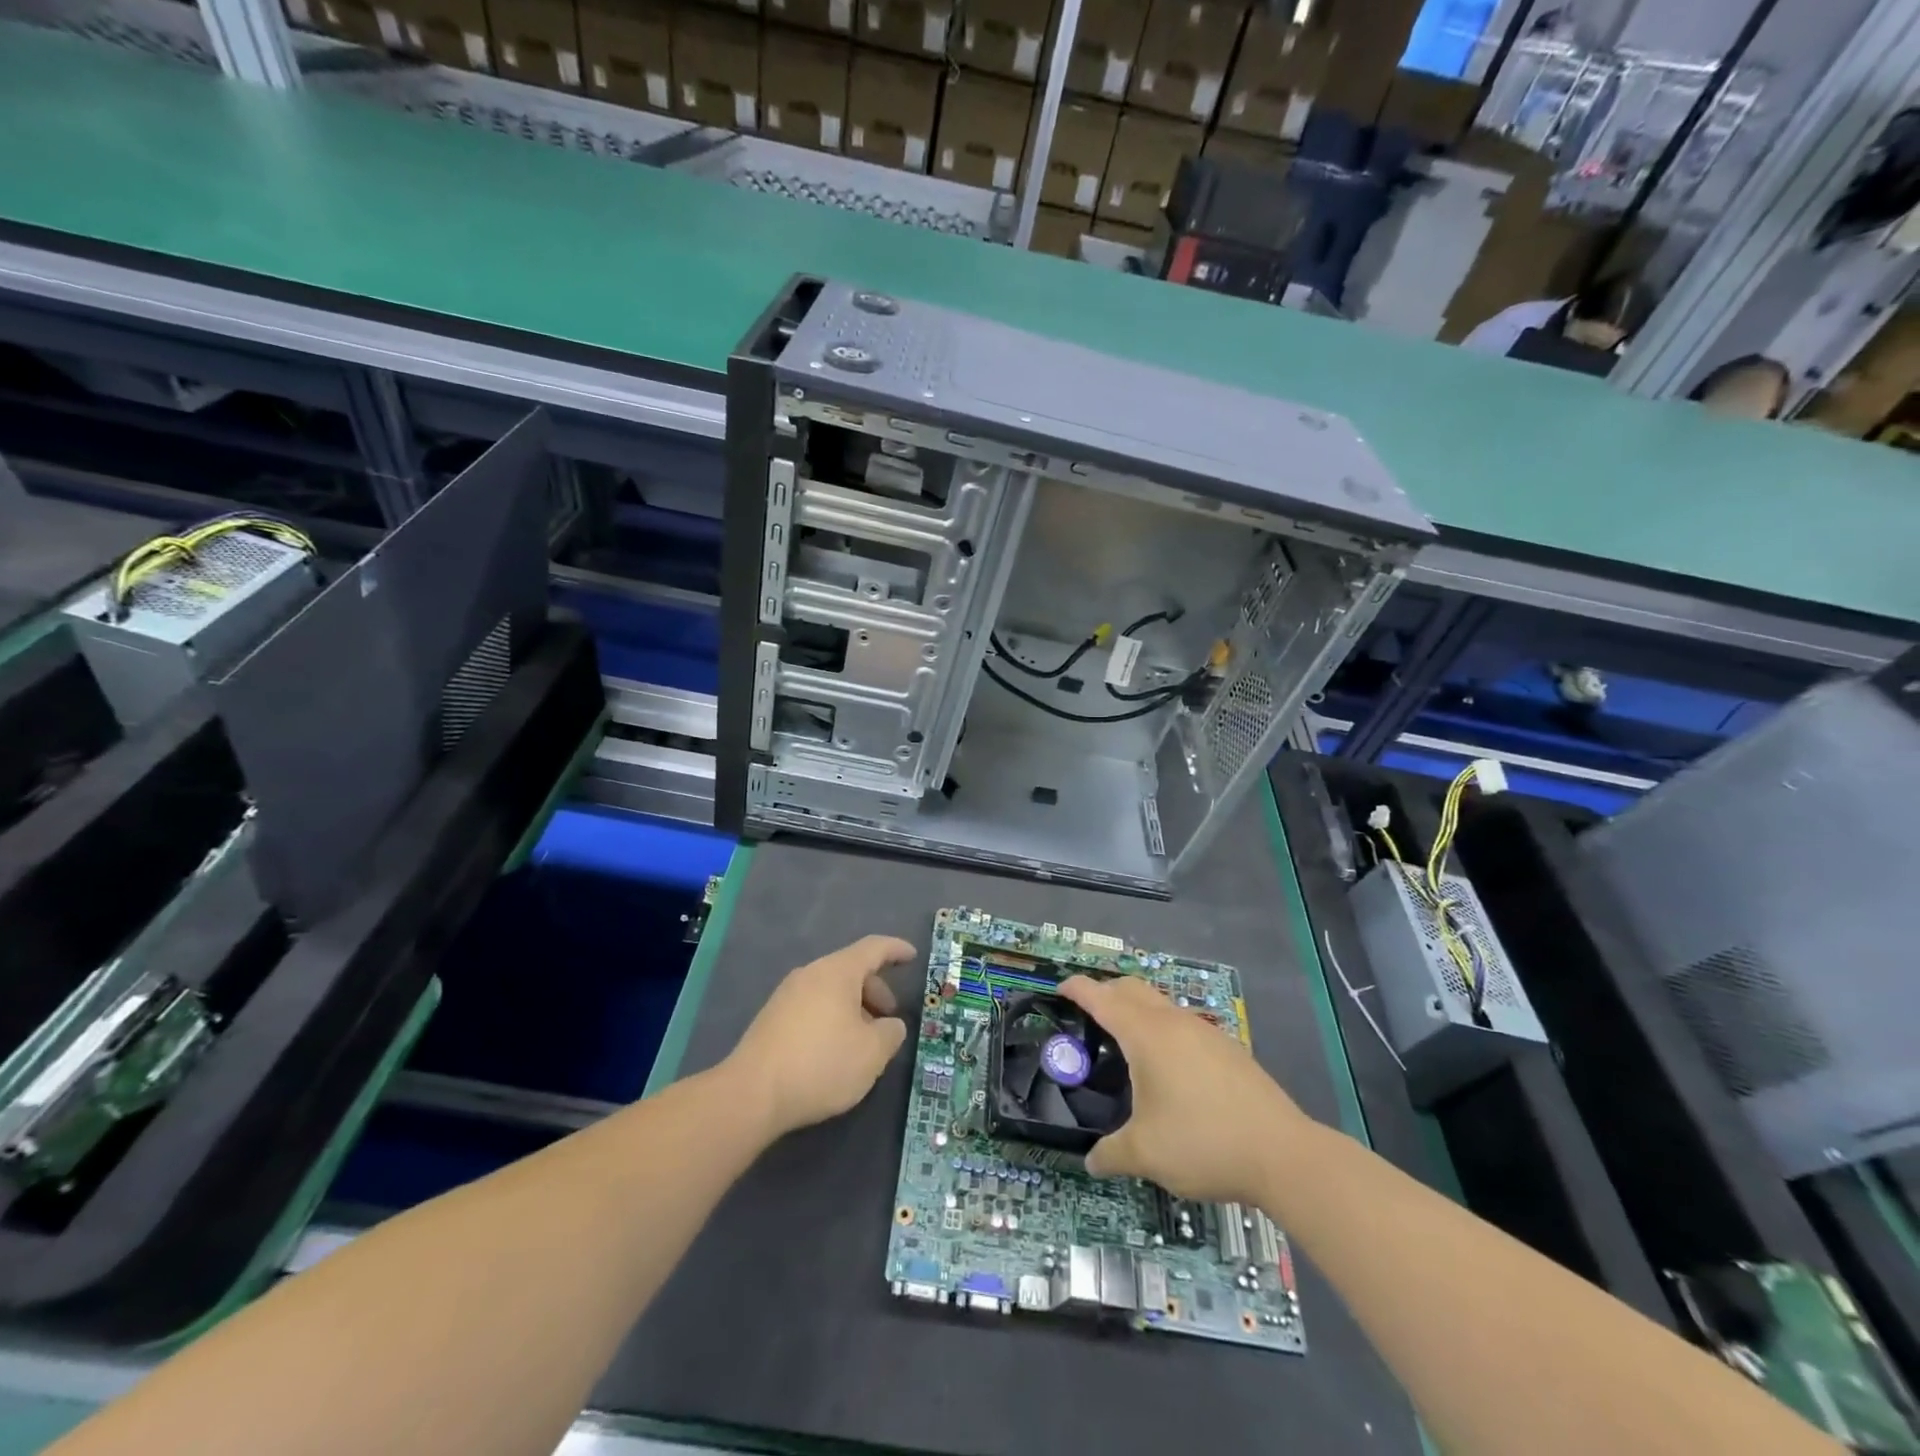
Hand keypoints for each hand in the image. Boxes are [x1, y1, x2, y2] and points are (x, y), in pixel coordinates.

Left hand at [723, 935, 915, 1139]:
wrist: (751, 1094)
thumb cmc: (821, 1064)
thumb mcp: (872, 1053)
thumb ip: (891, 1033)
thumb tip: (890, 1025)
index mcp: (837, 972)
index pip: (873, 948)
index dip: (896, 950)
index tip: (912, 956)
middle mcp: (810, 974)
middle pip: (851, 970)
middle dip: (876, 990)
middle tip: (889, 1019)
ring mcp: (786, 995)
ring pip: (831, 991)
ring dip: (854, 1008)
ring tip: (863, 1042)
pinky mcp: (772, 1019)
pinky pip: (813, 1006)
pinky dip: (832, 1018)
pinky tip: (834, 1051)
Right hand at [1059, 974, 1306, 1205]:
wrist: (1283, 1154)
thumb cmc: (1204, 1143)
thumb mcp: (1146, 1155)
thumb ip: (1111, 1154)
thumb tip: (1091, 1162)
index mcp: (1147, 1035)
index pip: (1103, 998)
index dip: (1078, 989)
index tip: (1060, 988)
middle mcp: (1174, 1023)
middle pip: (1133, 989)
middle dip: (1106, 992)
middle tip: (1087, 1013)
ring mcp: (1205, 1032)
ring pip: (1161, 1005)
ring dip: (1137, 1010)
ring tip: (1125, 1042)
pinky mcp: (1228, 1049)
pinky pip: (1183, 1025)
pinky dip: (1163, 1030)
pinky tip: (1168, 1068)